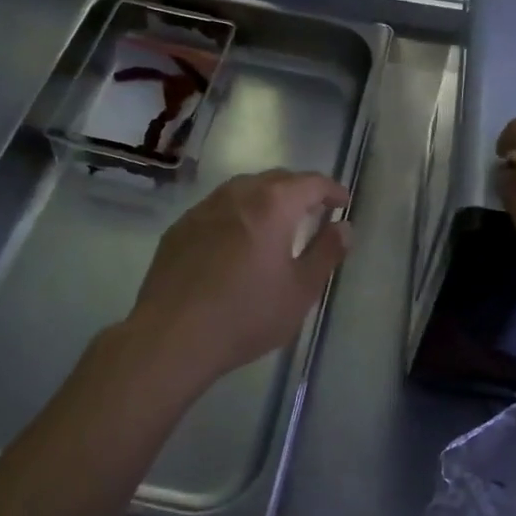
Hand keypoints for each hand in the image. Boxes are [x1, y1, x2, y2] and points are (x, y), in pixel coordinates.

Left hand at [126, 169, 351, 388]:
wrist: (172, 337)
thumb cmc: (246, 314)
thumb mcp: (300, 290)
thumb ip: (326, 253)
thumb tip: (344, 227)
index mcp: (272, 205)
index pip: (310, 183)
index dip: (331, 190)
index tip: (342, 203)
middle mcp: (237, 194)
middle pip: (276, 179)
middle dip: (299, 190)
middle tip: (314, 211)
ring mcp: (203, 208)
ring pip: (243, 189)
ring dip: (266, 198)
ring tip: (277, 222)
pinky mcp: (180, 228)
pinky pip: (218, 208)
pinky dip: (237, 214)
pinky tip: (237, 240)